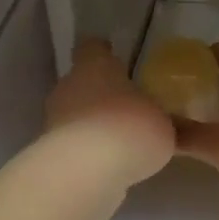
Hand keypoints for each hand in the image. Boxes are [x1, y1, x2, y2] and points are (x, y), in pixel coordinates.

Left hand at [44, 38, 175, 186]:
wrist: (86, 171)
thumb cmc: (129, 129)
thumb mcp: (165, 125)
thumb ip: (164, 121)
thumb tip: (169, 126)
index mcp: (96, 66)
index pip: (93, 48)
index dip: (104, 53)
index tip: (115, 60)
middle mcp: (69, 86)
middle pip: (82, 83)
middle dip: (101, 95)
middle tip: (127, 109)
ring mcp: (54, 120)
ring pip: (75, 116)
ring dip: (93, 126)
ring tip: (120, 144)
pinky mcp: (49, 152)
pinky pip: (73, 146)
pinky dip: (87, 153)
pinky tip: (108, 167)